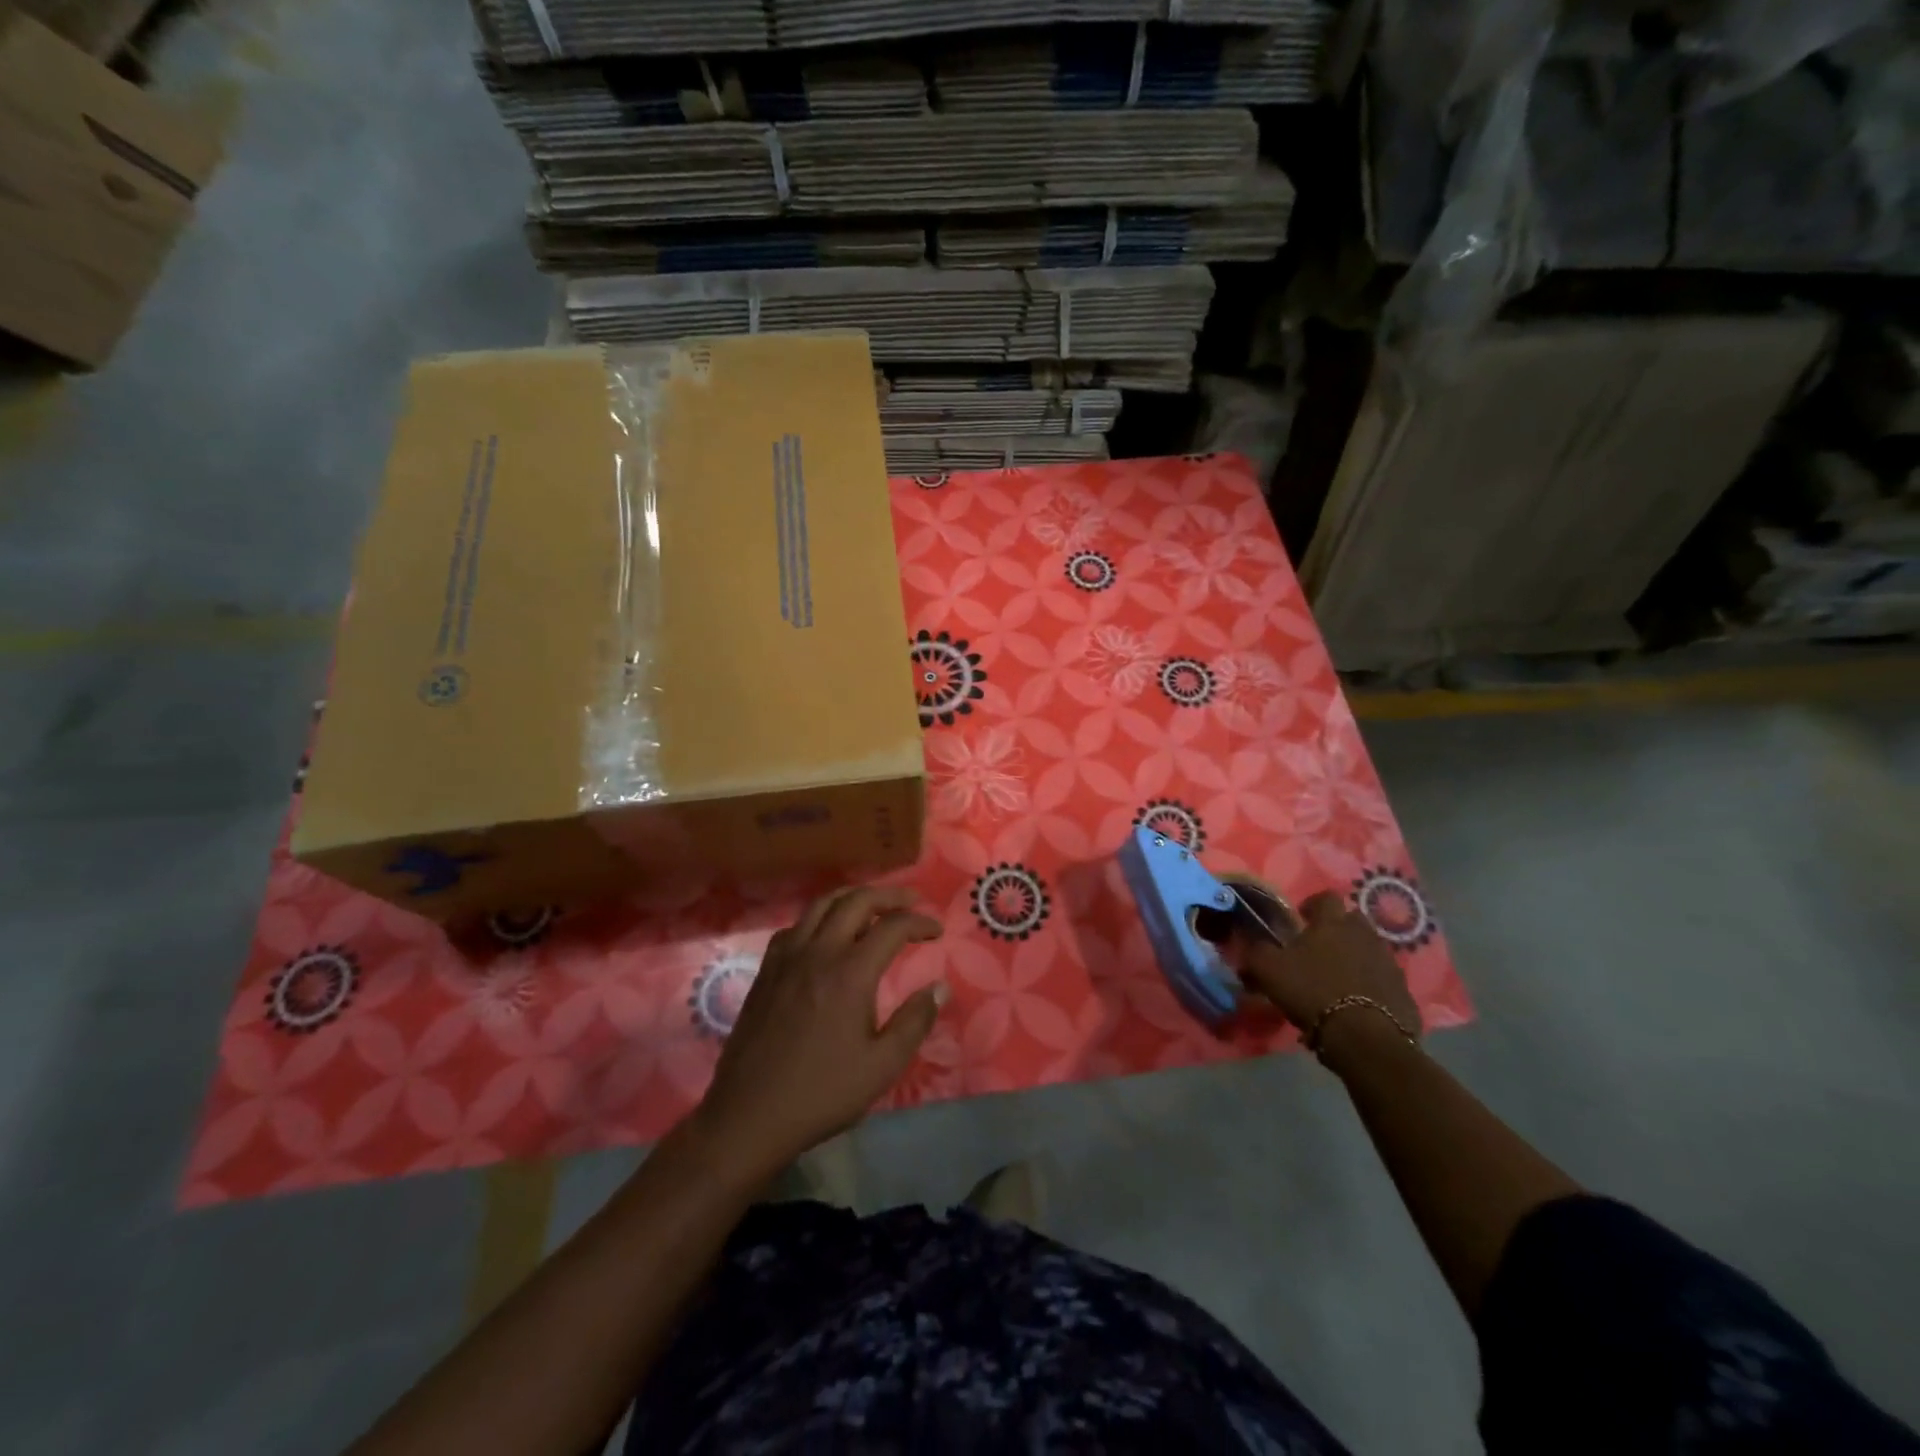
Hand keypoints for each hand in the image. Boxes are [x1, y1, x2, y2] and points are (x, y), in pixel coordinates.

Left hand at [690, 886, 945, 1182]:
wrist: (750, 1114)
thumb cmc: (822, 1093)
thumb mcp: (882, 1066)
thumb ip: (915, 1021)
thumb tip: (939, 987)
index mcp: (850, 973)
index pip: (893, 927)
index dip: (920, 922)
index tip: (937, 931)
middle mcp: (818, 952)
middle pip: (857, 901)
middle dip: (890, 895)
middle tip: (912, 902)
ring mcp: (787, 957)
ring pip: (822, 904)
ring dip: (853, 897)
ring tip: (874, 905)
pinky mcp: (767, 969)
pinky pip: (797, 924)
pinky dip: (820, 916)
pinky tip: (827, 933)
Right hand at [1229, 891, 1420, 1050]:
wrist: (1366, 1039)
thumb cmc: (1313, 993)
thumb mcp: (1269, 970)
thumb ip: (1257, 951)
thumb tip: (1250, 942)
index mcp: (1332, 923)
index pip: (1326, 898)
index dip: (1312, 905)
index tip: (1301, 919)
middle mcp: (1365, 935)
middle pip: (1352, 921)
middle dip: (1337, 929)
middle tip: (1320, 949)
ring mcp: (1388, 963)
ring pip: (1370, 949)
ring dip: (1355, 957)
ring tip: (1338, 978)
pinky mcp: (1404, 991)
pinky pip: (1384, 979)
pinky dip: (1371, 984)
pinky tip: (1358, 1002)